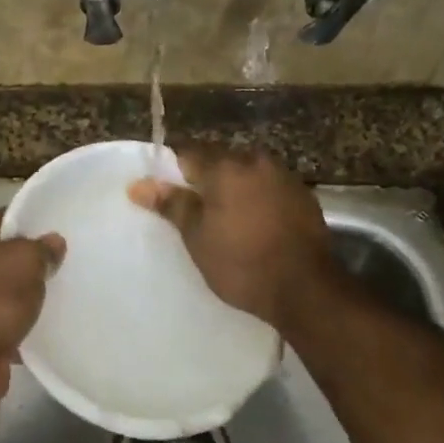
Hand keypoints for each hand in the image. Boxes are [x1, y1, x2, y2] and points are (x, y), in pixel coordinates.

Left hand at [0, 211, 63, 400]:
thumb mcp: (26, 262)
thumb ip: (42, 249)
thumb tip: (53, 241)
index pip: (3, 220)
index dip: (33, 227)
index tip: (59, 237)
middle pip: (1, 257)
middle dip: (29, 267)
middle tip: (62, 270)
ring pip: (0, 292)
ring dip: (23, 300)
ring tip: (57, 301)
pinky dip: (14, 327)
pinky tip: (40, 331)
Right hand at [128, 144, 334, 327]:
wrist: (305, 288)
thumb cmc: (241, 263)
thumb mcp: (198, 238)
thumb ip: (172, 205)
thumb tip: (138, 184)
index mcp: (226, 167)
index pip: (188, 154)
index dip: (174, 172)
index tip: (166, 194)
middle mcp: (257, 161)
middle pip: (221, 161)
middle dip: (207, 179)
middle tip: (195, 210)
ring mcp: (285, 177)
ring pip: (248, 173)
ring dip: (235, 188)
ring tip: (226, 219)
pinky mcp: (305, 196)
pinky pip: (271, 188)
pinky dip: (259, 199)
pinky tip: (256, 224)